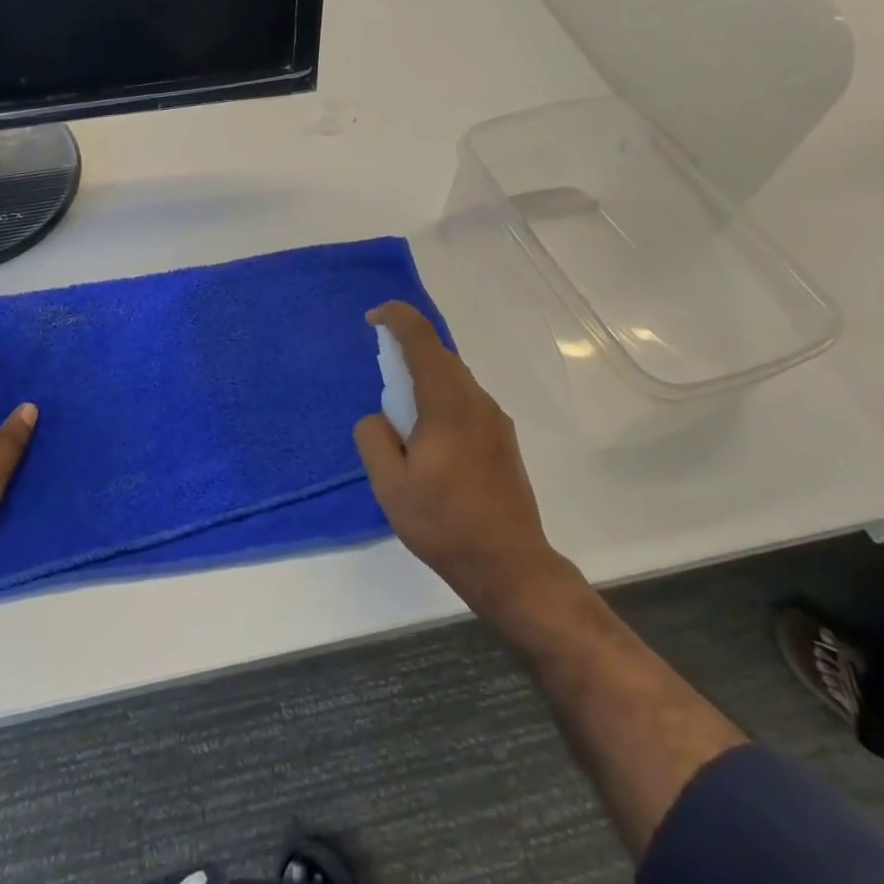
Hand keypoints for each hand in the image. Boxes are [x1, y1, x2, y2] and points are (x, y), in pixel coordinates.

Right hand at [354, 302, 567, 624]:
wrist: (510, 566)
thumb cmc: (444, 523)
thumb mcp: (390, 485)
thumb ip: (374, 438)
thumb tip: (379, 418)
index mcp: (447, 403)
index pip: (421, 339)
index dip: (396, 318)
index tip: (372, 319)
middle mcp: (476, 401)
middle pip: (440, 356)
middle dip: (407, 352)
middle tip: (380, 375)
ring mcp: (495, 421)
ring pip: (454, 380)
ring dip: (425, 380)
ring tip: (402, 417)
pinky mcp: (503, 441)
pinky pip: (465, 402)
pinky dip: (441, 401)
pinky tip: (429, 440)